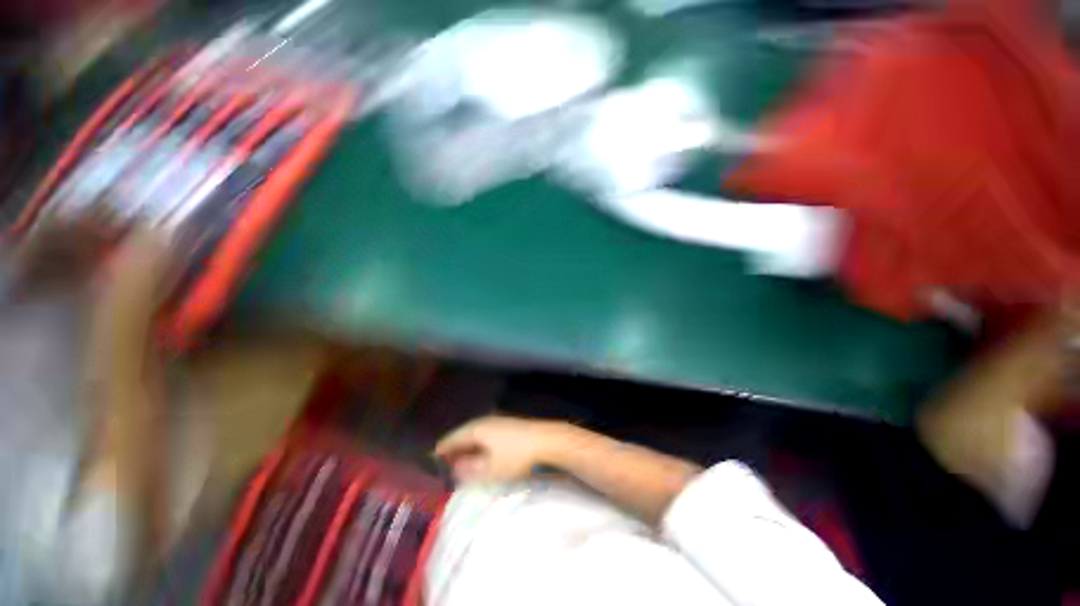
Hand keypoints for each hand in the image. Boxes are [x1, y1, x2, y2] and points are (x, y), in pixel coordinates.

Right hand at [434, 416, 572, 482]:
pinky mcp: (507, 424)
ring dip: (467, 446)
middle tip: (444, 463)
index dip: (442, 450)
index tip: (431, 461)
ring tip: (461, 459)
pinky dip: (478, 443)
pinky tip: (481, 452)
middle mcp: (484, 420)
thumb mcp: (490, 469)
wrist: (544, 439)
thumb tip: (455, 469)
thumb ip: (470, 470)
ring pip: (475, 433)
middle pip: (463, 434)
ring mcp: (497, 420)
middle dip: (454, 448)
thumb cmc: (515, 456)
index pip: (452, 438)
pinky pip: (485, 433)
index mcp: (476, 429)